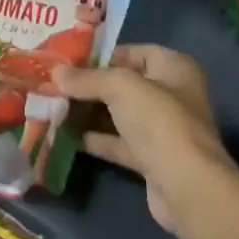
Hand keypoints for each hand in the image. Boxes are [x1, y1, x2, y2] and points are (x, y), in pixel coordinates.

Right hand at [50, 45, 232, 230]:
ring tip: (54, 106)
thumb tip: (54, 72)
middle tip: (55, 84)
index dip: (103, 55)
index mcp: (174, 68)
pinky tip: (66, 135)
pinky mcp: (150, 160)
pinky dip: (95, 139)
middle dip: (90, 85)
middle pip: (124, 85)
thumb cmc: (158, 121)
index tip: (69, 60)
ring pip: (119, 115)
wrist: (185, 187)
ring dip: (89, 112)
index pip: (134, 52)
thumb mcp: (120, 87)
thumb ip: (87, 78)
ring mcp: (161, 130)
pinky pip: (118, 142)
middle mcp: (171, 95)